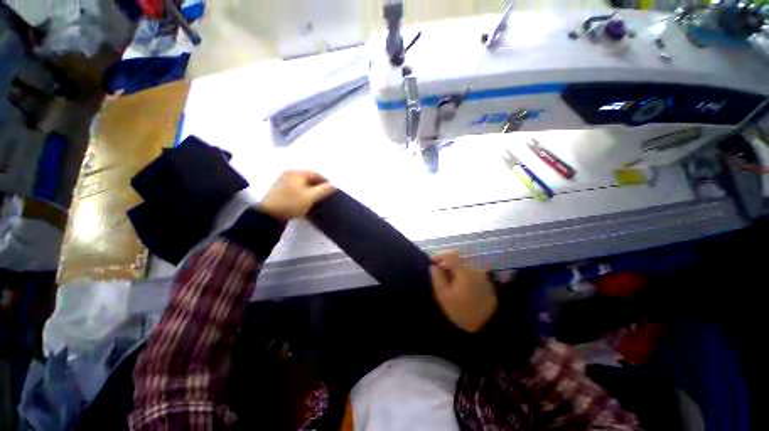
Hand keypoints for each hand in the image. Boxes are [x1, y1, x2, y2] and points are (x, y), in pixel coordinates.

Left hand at [259, 170, 335, 220]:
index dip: (326, 181)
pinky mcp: (280, 188)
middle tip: (325, 194)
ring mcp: (283, 180)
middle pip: (309, 177)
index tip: (332, 189)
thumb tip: (334, 186)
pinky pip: (296, 186)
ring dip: (311, 188)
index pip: (316, 174)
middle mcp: (290, 173)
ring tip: (316, 197)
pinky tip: (305, 198)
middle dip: (318, 185)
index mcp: (297, 173)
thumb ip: (323, 190)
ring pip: (302, 182)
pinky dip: (303, 190)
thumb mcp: (310, 197)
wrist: (269, 214)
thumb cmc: (291, 203)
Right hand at [430, 251, 497, 332]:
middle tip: (439, 274)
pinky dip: (462, 275)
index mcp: (464, 271)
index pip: (450, 254)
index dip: (439, 256)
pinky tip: (459, 287)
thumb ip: (437, 278)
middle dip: (446, 264)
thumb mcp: (444, 296)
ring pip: (463, 266)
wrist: (487, 326)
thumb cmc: (462, 311)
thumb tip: (433, 266)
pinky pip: (470, 272)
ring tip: (448, 282)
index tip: (432, 263)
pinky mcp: (485, 281)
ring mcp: (481, 275)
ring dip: (454, 270)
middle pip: (457, 259)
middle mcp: (474, 269)